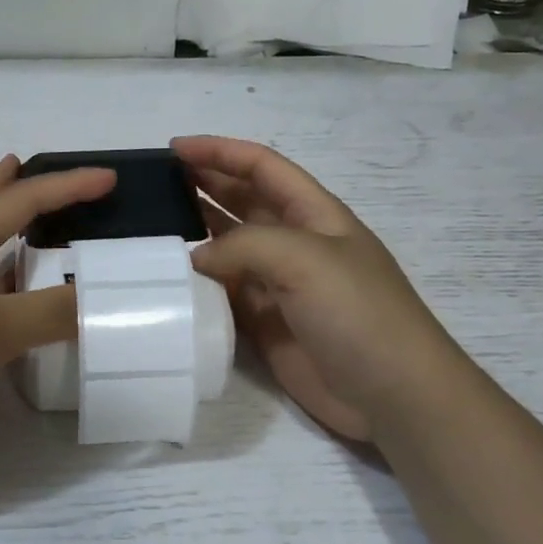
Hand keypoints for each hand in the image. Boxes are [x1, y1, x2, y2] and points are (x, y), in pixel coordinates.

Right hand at [174, 136, 448, 442]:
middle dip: (202, 186)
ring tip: (151, 229)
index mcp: (313, 213)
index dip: (220, 151)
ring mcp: (278, 285)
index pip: (261, 166)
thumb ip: (243, 246)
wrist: (391, 394)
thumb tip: (196, 259)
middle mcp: (294, 243)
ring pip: (227, 248)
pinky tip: (168, 281)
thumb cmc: (357, 312)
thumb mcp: (305, 259)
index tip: (173, 149)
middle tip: (153, 186)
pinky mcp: (264, 324)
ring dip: (195, 235)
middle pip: (241, 201)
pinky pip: (223, 294)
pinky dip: (197, 285)